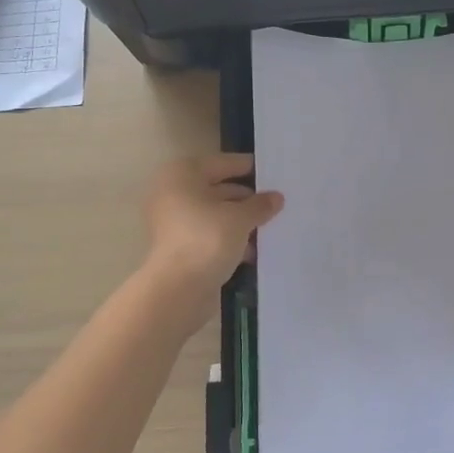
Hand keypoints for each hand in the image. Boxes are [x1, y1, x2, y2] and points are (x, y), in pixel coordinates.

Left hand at [141, 154, 282, 307]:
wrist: (178, 289)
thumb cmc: (207, 239)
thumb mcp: (240, 218)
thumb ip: (260, 205)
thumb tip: (276, 197)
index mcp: (183, 174)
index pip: (224, 163)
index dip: (251, 168)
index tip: (276, 173)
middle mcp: (174, 193)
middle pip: (219, 189)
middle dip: (248, 199)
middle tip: (279, 203)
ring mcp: (174, 222)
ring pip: (216, 215)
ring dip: (242, 221)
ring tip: (272, 227)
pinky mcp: (180, 247)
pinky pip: (211, 235)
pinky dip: (231, 239)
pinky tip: (255, 249)